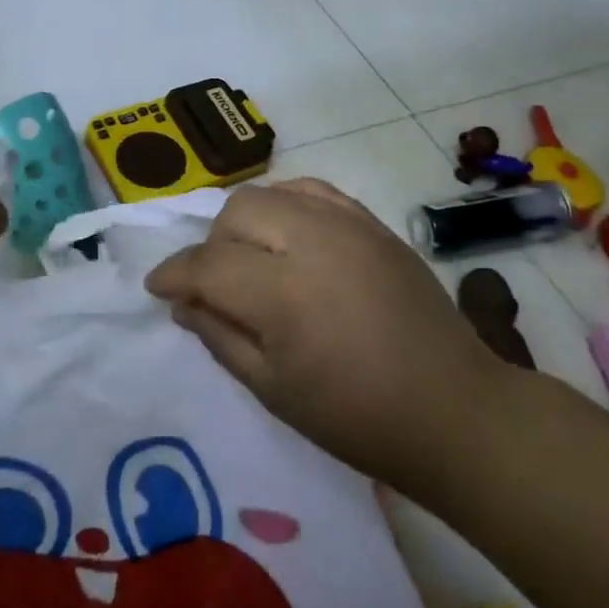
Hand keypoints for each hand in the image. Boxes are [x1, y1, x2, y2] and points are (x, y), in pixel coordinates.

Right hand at [145, 178, 498, 499]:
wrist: (451, 408)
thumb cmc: (356, 417)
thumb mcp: (273, 391)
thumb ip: (220, 337)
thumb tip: (183, 302)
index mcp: (284, 292)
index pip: (209, 264)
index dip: (175, 274)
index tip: (157, 288)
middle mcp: (312, 240)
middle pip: (236, 213)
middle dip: (213, 246)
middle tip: (218, 286)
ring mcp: (347, 223)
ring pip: (270, 192)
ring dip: (247, 222)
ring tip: (255, 260)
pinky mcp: (371, 222)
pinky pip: (312, 190)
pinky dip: (287, 206)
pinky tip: (291, 237)